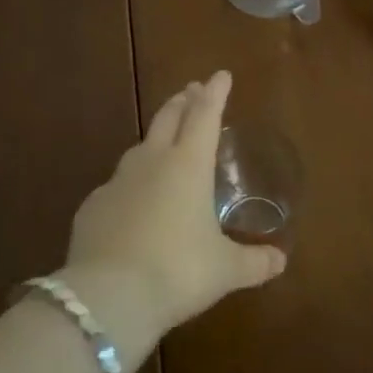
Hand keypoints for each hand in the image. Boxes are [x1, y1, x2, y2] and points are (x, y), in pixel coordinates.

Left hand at [57, 72, 285, 372]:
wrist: (108, 297)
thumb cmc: (178, 272)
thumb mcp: (224, 270)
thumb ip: (254, 262)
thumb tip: (280, 261)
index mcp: (189, 165)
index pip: (205, 115)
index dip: (215, 93)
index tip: (221, 75)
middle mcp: (152, 162)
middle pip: (168, 118)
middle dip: (183, 101)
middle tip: (191, 90)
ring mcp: (117, 182)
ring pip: (140, 147)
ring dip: (156, 136)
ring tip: (164, 139)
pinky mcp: (92, 206)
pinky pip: (117, 185)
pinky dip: (130, 182)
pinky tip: (132, 199)